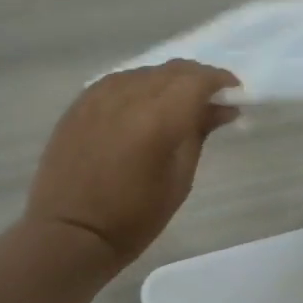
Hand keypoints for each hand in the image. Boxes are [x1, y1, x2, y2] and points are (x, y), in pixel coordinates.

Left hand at [27, 61, 239, 264]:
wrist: (69, 232)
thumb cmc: (133, 218)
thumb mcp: (179, 180)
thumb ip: (199, 134)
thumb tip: (222, 109)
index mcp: (158, 119)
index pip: (197, 80)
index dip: (220, 82)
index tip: (234, 94)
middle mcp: (128, 96)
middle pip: (172, 70)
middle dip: (197, 80)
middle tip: (210, 101)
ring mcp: (99, 96)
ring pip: (145, 72)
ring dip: (167, 82)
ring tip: (177, 106)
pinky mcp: (80, 103)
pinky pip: (118, 82)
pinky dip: (139, 88)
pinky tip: (143, 107)